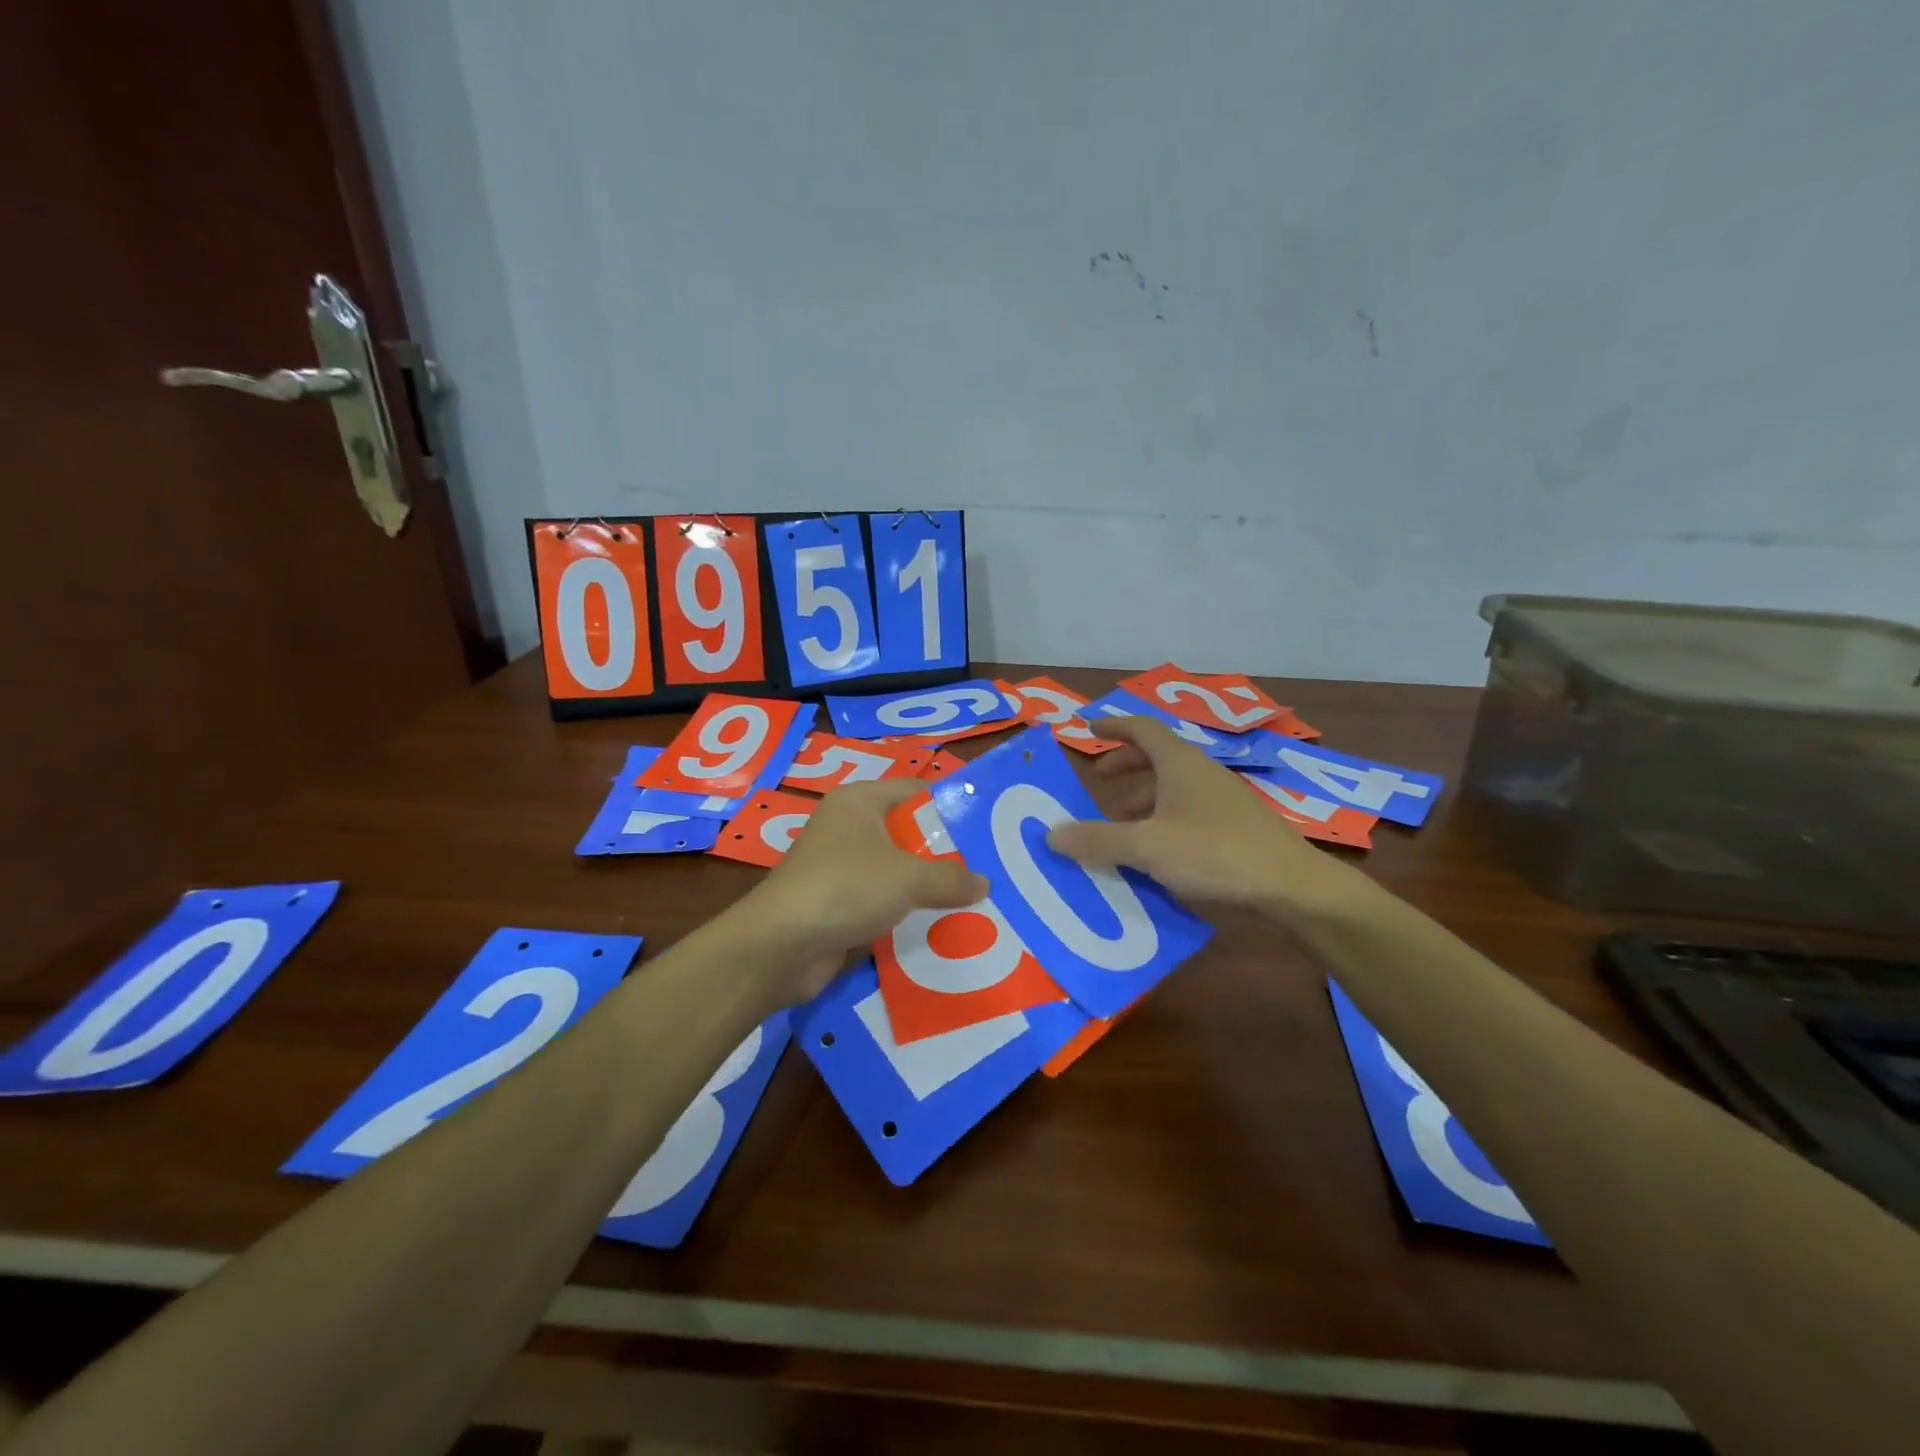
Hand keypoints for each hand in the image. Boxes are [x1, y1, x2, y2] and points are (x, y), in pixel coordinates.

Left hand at [738, 779, 987, 1001]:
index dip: (949, 805)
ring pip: (896, 871)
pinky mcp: (837, 904)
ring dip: (928, 887)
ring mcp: (840, 867)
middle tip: (988, 868)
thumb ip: (951, 878)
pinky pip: (883, 902)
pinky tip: (940, 928)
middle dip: (945, 853)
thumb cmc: (846, 887)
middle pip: (907, 832)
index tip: (985, 827)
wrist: (781, 946)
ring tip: (974, 901)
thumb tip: (984, 884)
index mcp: (859, 801)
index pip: (914, 790)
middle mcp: (848, 828)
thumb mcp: (908, 877)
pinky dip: (907, 913)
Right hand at [1046, 716, 1365, 917]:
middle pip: (1157, 756)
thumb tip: (1052, 835)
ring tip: (1120, 824)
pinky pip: (1188, 811)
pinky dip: (1163, 820)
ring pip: (1173, 787)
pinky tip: (1156, 851)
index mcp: (1180, 763)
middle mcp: (1201, 773)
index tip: (1087, 729)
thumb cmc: (1214, 852)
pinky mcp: (1235, 827)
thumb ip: (1099, 840)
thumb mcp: (1147, 846)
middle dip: (1125, 765)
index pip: (1141, 728)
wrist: (1291, 885)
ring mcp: (1222, 800)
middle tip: (1099, 781)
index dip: (1113, 726)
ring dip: (1143, 798)